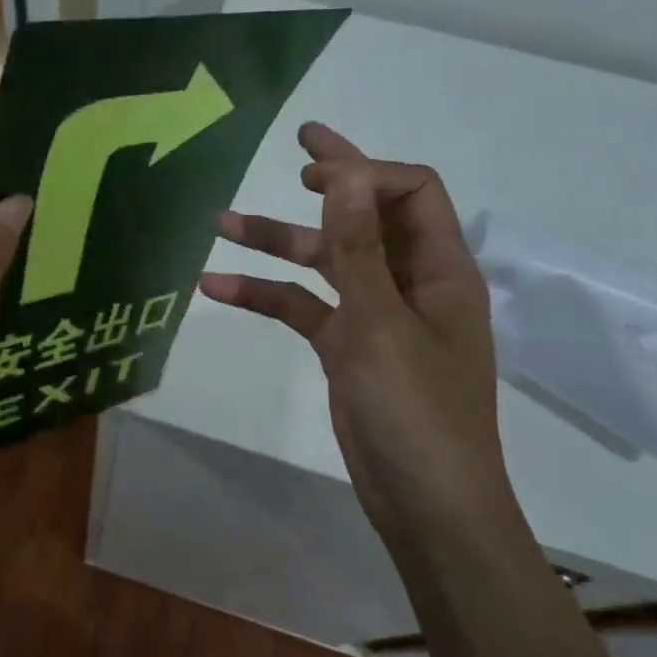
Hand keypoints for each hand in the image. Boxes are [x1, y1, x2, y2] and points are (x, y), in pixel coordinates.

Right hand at [198, 123, 511, 534]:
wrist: (426, 508)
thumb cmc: (416, 411)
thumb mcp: (380, 322)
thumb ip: (358, 246)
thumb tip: (348, 170)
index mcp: (440, 269)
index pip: (410, 192)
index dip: (363, 172)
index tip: (310, 173)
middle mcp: (411, 282)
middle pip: (368, 217)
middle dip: (330, 183)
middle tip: (293, 148)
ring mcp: (378, 316)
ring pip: (326, 262)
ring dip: (279, 242)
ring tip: (220, 222)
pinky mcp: (348, 347)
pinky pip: (305, 307)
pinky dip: (266, 295)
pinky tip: (216, 287)